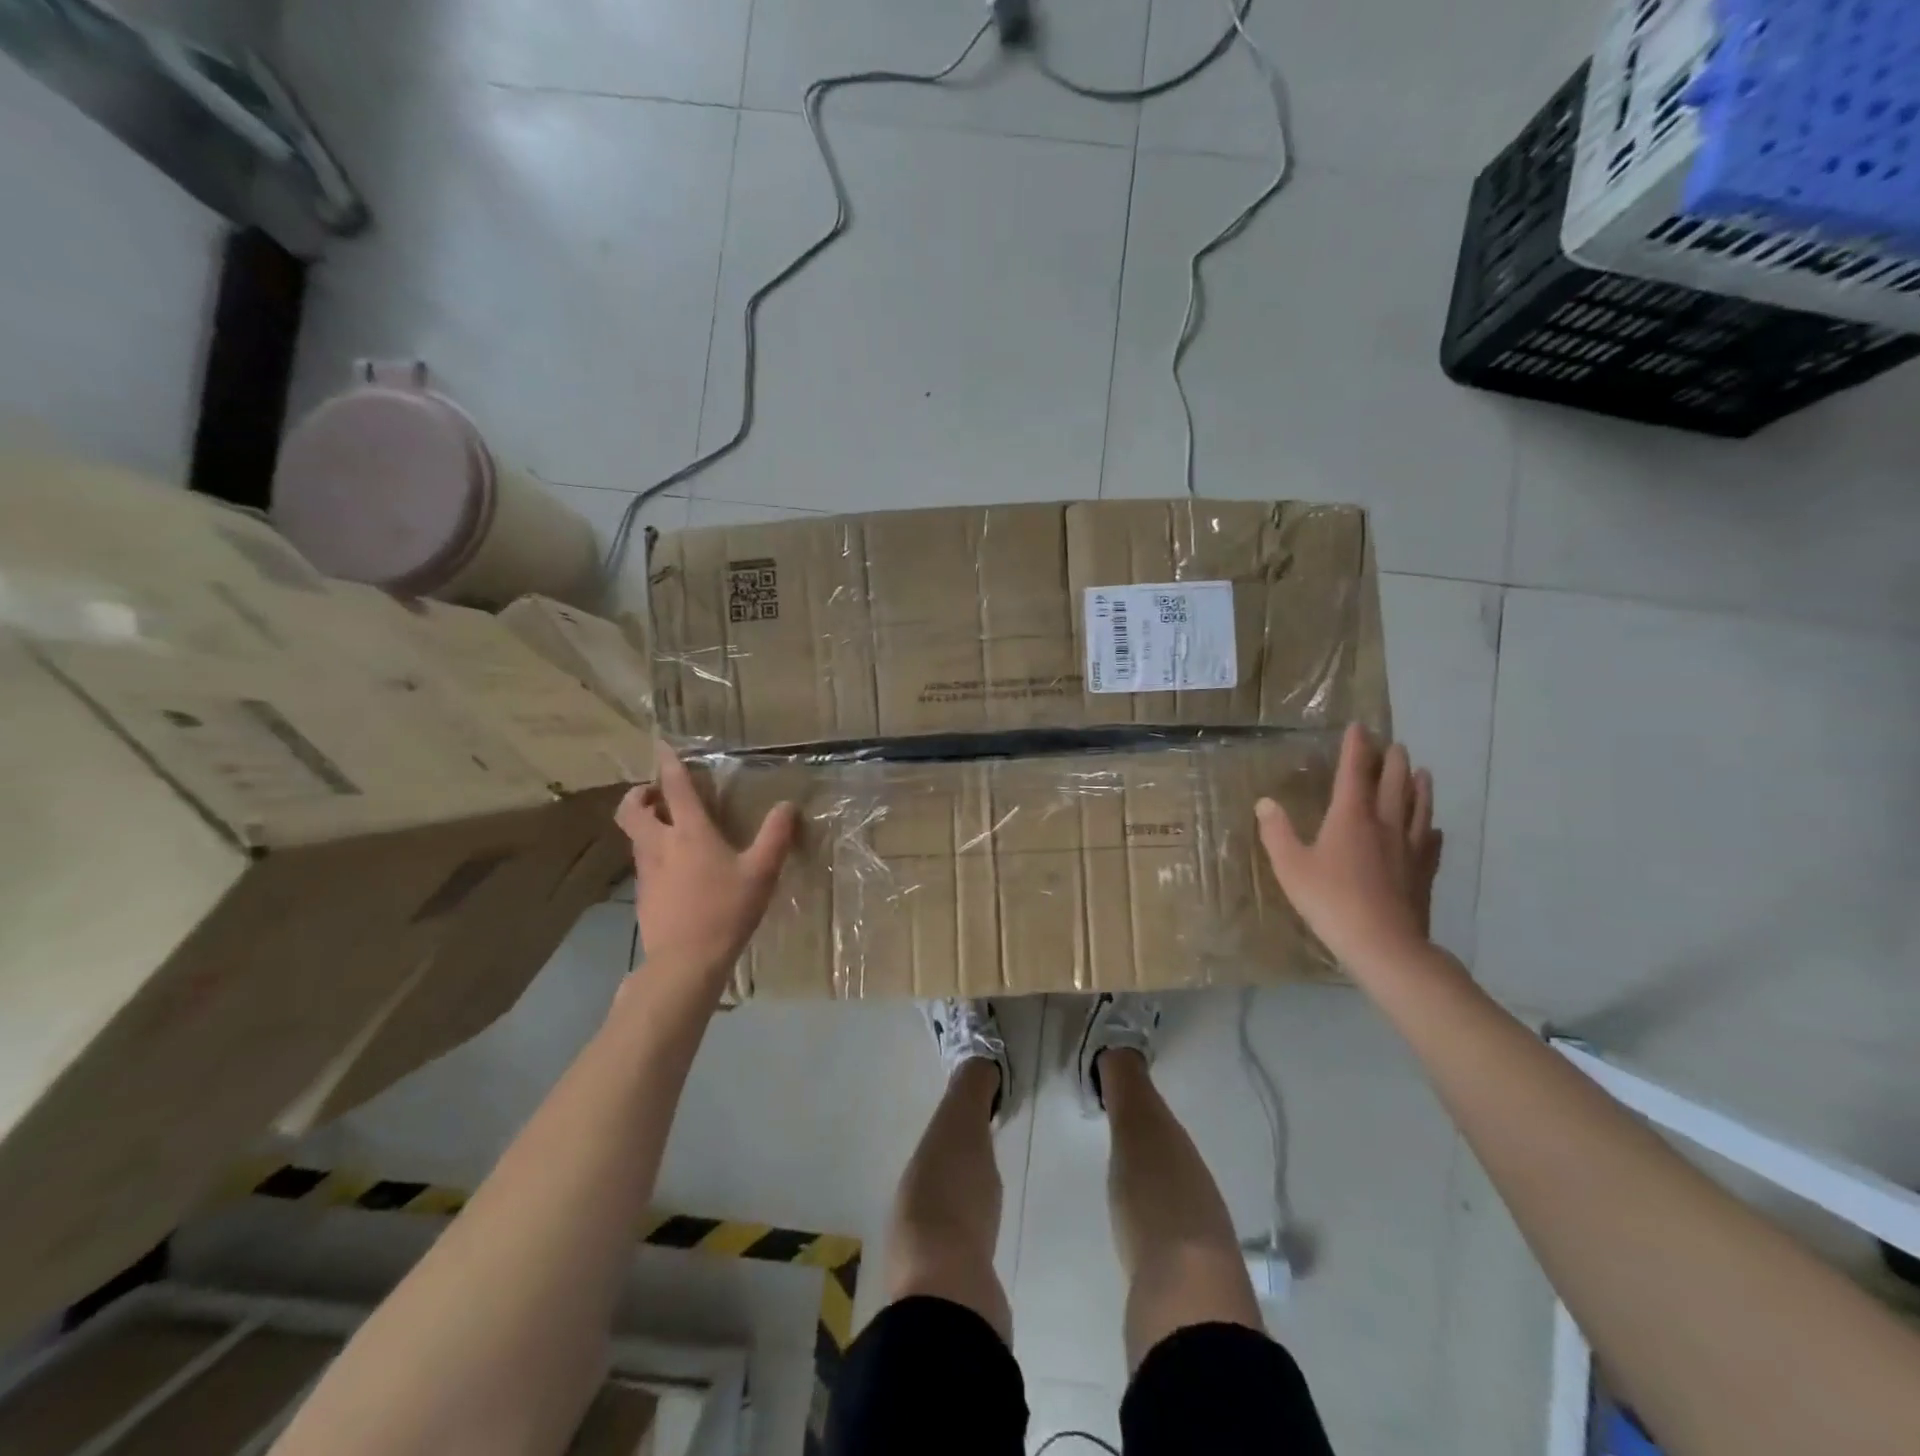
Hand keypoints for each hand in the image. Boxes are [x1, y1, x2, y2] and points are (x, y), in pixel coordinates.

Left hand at [616, 745, 797, 978]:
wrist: (685, 961)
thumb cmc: (726, 910)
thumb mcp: (762, 872)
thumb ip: (776, 836)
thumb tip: (787, 805)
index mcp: (690, 833)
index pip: (675, 788)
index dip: (668, 764)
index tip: (660, 745)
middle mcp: (660, 845)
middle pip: (632, 810)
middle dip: (639, 795)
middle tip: (656, 793)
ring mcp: (647, 872)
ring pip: (635, 836)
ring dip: (645, 823)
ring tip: (668, 827)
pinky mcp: (643, 895)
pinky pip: (643, 862)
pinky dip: (652, 852)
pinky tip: (675, 869)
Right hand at [1256, 723, 1442, 979]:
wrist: (1384, 943)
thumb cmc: (1330, 901)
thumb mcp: (1291, 866)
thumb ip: (1277, 832)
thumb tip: (1265, 802)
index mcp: (1351, 817)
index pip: (1354, 772)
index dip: (1356, 748)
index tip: (1360, 727)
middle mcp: (1384, 824)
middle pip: (1393, 783)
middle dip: (1391, 761)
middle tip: (1393, 744)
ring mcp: (1409, 848)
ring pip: (1417, 807)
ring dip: (1418, 786)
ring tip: (1421, 771)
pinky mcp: (1423, 872)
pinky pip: (1430, 842)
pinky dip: (1429, 828)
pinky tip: (1432, 828)